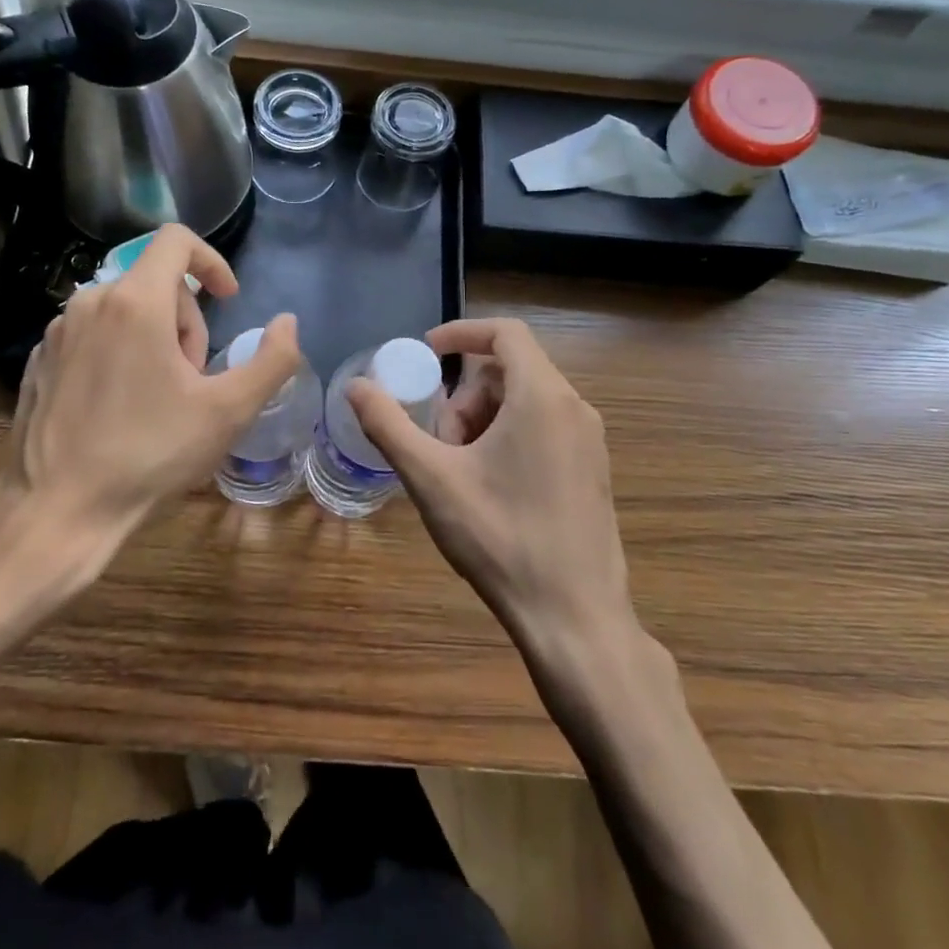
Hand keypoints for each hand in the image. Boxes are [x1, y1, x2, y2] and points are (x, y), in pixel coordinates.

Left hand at [0, 225, 299, 603]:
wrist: (58, 508)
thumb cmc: (149, 454)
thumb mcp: (228, 412)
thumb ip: (272, 360)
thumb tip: (287, 323)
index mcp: (136, 302)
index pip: (177, 240)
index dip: (212, 261)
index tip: (228, 300)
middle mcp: (91, 301)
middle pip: (155, 282)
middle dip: (186, 320)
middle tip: (192, 379)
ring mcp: (58, 330)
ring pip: (124, 308)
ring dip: (154, 337)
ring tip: (158, 397)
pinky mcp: (39, 358)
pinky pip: (93, 333)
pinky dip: (118, 352)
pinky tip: (121, 406)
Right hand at [348, 317, 630, 646]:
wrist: (574, 616)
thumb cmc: (500, 538)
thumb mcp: (431, 478)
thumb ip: (388, 425)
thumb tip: (355, 386)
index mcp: (542, 397)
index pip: (505, 332)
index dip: (461, 333)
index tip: (425, 354)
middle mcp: (575, 408)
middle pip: (511, 370)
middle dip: (465, 393)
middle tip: (438, 439)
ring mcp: (590, 441)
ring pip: (527, 401)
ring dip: (484, 418)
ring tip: (460, 469)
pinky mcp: (593, 470)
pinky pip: (546, 427)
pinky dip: (510, 436)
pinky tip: (489, 487)